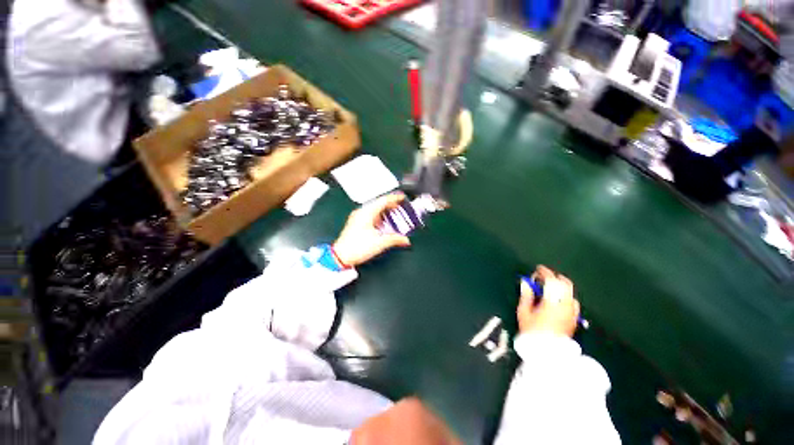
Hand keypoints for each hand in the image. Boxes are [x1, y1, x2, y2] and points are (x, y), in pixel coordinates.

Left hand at [332, 193, 410, 266]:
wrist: (341, 256)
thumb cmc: (356, 248)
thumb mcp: (380, 243)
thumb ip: (395, 239)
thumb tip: (405, 240)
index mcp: (366, 213)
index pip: (383, 201)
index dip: (394, 198)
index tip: (402, 198)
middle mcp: (361, 213)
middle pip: (379, 204)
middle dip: (391, 205)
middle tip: (400, 207)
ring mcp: (358, 217)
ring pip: (374, 209)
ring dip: (385, 211)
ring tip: (394, 214)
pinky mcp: (356, 223)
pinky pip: (370, 215)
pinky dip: (379, 217)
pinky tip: (384, 223)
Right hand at [517, 266, 579, 337]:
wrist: (546, 352)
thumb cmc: (532, 332)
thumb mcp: (524, 312)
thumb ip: (526, 295)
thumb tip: (525, 282)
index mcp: (552, 302)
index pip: (551, 281)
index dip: (544, 272)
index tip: (538, 269)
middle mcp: (565, 305)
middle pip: (566, 284)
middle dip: (556, 277)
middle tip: (545, 277)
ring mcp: (572, 313)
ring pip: (571, 293)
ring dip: (561, 287)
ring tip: (551, 288)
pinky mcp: (574, 319)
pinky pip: (573, 302)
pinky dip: (566, 297)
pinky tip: (558, 301)